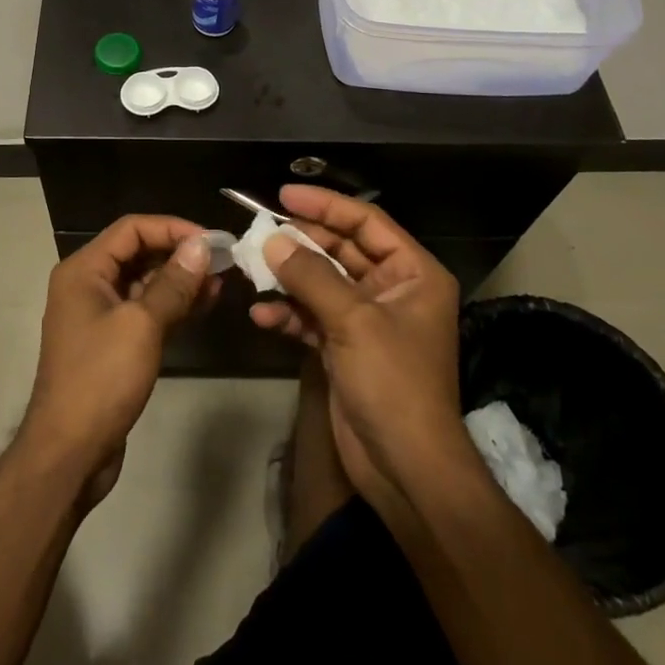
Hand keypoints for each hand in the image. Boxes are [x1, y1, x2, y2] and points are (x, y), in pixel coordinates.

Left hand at [21, 216, 217, 507]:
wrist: (69, 453)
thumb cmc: (101, 379)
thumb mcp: (141, 326)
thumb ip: (173, 283)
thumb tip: (201, 246)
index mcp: (84, 270)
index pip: (132, 229)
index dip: (172, 228)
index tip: (212, 240)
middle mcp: (88, 285)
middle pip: (138, 252)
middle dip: (179, 254)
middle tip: (221, 261)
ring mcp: (99, 315)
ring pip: (144, 283)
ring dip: (180, 280)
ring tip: (219, 282)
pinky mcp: (112, 342)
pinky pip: (145, 310)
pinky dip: (172, 305)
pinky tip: (204, 304)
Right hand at [250, 186, 466, 508]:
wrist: (406, 469)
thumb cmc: (393, 383)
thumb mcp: (354, 321)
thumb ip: (310, 276)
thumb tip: (271, 241)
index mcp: (412, 272)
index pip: (366, 222)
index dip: (325, 205)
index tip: (283, 195)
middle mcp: (392, 289)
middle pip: (340, 249)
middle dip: (300, 243)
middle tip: (259, 233)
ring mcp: (367, 319)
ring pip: (321, 282)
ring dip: (288, 278)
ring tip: (252, 270)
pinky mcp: (345, 347)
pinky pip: (312, 316)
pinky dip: (288, 314)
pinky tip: (262, 315)